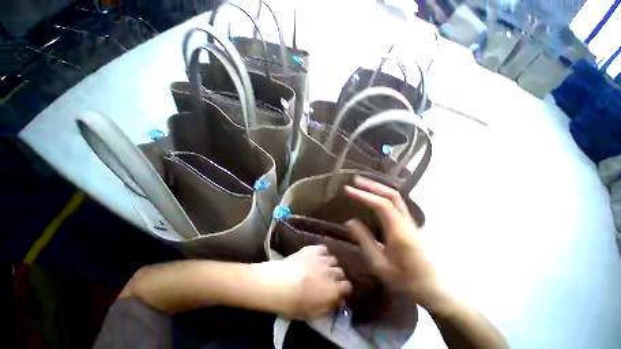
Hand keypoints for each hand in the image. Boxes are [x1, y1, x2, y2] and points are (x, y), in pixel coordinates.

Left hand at [253, 245, 352, 319]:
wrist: (277, 283)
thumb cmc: (292, 303)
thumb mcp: (312, 313)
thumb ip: (328, 307)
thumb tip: (337, 301)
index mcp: (333, 289)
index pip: (347, 286)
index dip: (344, 290)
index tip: (338, 292)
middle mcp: (331, 272)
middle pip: (341, 272)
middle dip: (337, 277)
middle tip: (328, 281)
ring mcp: (322, 258)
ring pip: (333, 259)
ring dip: (329, 265)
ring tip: (321, 268)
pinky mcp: (312, 249)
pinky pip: (323, 248)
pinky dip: (322, 253)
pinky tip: (317, 257)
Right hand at [344, 176, 439, 307]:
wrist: (431, 288)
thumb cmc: (404, 280)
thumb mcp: (379, 264)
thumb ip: (364, 240)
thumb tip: (350, 221)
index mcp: (399, 232)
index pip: (381, 205)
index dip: (364, 195)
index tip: (348, 190)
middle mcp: (406, 222)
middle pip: (392, 195)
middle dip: (372, 185)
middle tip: (356, 180)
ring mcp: (410, 221)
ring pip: (395, 197)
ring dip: (378, 187)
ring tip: (362, 184)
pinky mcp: (409, 223)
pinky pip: (396, 203)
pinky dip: (383, 194)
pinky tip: (375, 195)